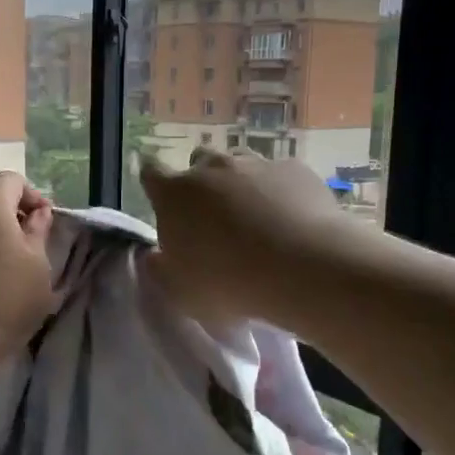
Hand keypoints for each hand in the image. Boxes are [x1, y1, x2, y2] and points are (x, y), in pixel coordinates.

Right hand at [138, 151, 347, 326]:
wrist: (303, 268)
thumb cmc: (228, 283)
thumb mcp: (180, 292)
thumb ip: (161, 269)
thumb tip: (156, 255)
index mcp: (174, 194)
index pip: (151, 172)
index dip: (153, 181)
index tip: (160, 196)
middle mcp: (212, 168)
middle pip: (199, 162)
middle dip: (201, 183)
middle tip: (212, 217)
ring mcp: (256, 164)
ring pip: (240, 164)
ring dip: (241, 184)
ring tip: (254, 217)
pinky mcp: (295, 170)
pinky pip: (280, 175)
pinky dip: (279, 192)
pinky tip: (290, 220)